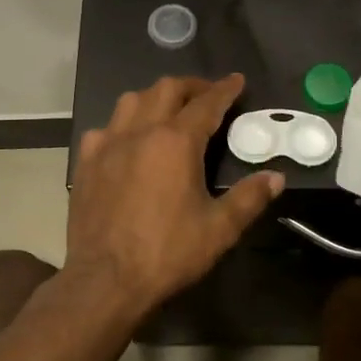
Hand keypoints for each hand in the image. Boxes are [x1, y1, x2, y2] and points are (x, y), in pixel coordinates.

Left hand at [67, 74, 283, 322]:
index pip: (206, 103)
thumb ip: (249, 198)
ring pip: (131, 101)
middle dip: (191, 86)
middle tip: (207, 95)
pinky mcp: (85, 163)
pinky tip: (127, 142)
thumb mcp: (219, 229)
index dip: (225, 89)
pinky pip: (104, 129)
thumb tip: (276, 177)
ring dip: (155, 98)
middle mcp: (140, 131)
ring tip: (168, 110)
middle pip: (166, 89)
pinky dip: (122, 125)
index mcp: (176, 142)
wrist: (105, 280)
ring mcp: (107, 144)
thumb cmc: (167, 253)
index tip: (237, 81)